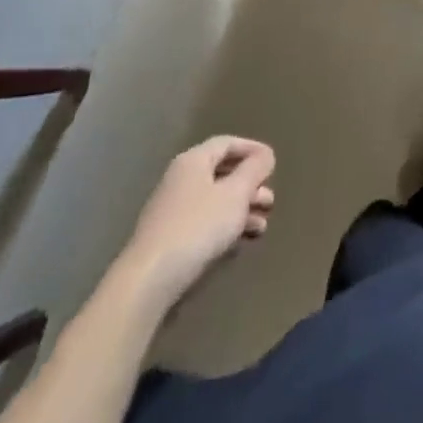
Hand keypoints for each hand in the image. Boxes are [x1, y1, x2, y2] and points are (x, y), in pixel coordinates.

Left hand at [123, 137, 276, 306]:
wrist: (149, 279)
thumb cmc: (198, 226)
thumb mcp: (235, 194)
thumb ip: (253, 170)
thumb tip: (265, 155)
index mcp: (194, 161)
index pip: (227, 143)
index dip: (252, 149)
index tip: (273, 161)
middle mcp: (181, 178)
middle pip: (222, 172)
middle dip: (249, 184)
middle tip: (270, 199)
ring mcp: (173, 208)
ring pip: (215, 198)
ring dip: (241, 207)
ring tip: (262, 224)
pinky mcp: (170, 236)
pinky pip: (205, 219)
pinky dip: (226, 224)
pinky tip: (241, 239)